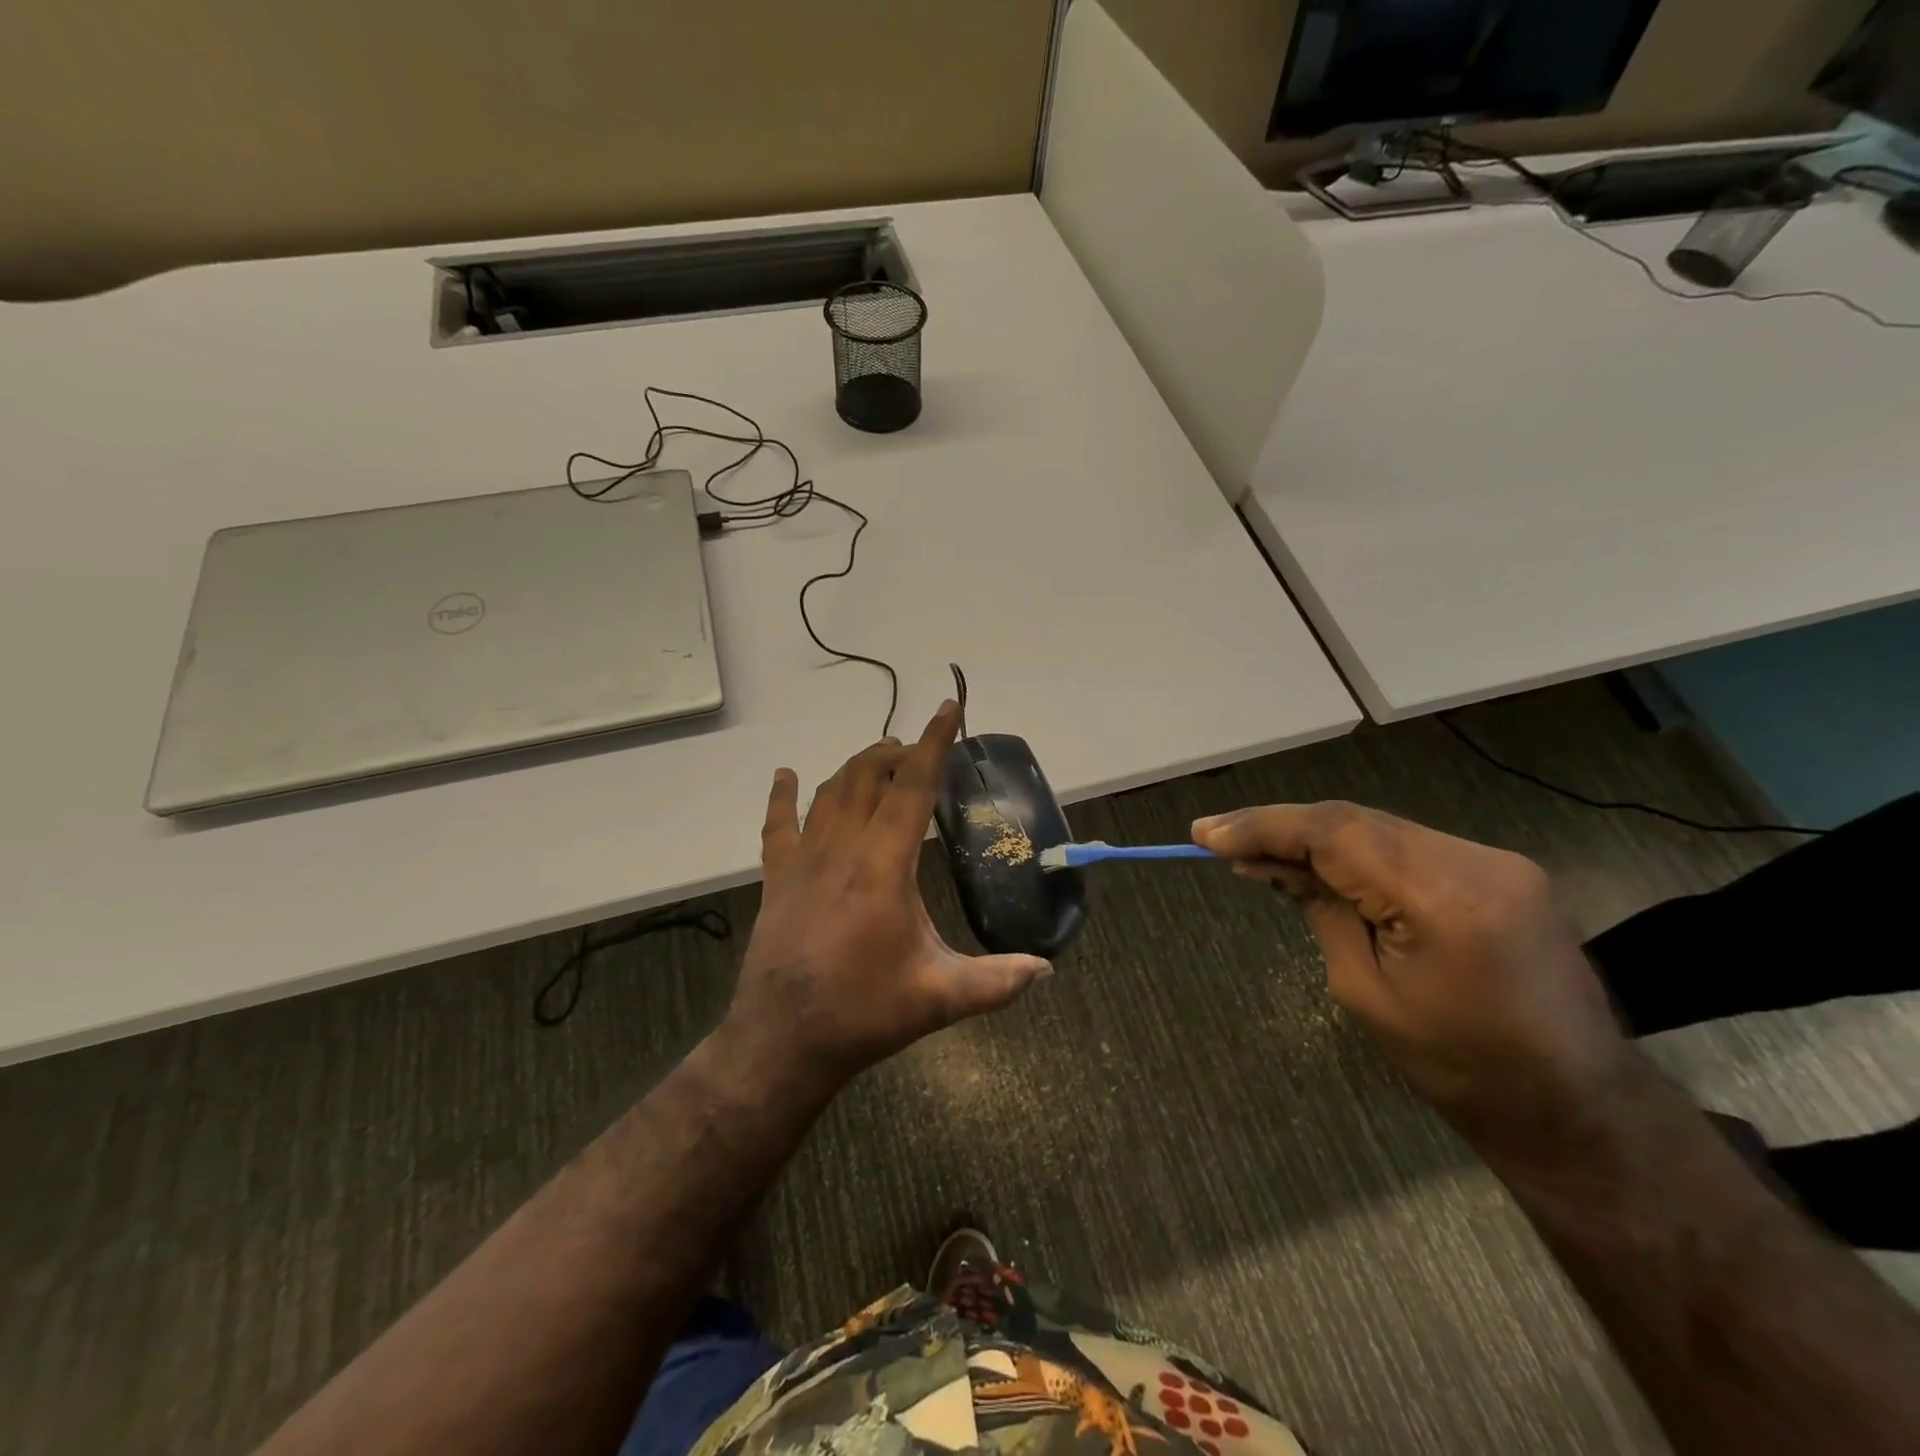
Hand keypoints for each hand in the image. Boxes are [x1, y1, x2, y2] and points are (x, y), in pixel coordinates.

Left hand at [720, 701, 1051, 1093]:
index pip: (913, 786)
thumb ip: (996, 981)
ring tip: (880, 756)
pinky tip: (786, 775)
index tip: (948, 708)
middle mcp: (841, 848)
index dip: (934, 743)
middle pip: (867, 777)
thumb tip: (1046, 970)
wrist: (782, 1041)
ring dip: (856, 767)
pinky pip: (778, 824)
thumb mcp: (939, 998)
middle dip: (896, 752)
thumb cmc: (863, 1013)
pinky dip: (784, 796)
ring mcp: (802, 860)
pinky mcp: (777, 878)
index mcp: (883, 865)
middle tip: (919, 749)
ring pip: (829, 792)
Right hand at [1193, 802, 1630, 1153]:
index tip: (1205, 834)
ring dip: (1314, 836)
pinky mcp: (1499, 868)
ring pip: (1376, 826)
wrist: (1574, 1102)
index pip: (1334, 834)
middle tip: (1219, 840)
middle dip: (1280, 827)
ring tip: (1257, 853)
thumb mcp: (1364, 990)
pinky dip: (1354, 849)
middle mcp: (1475, 861)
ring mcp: (1495, 859)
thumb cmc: (1457, 1066)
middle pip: (1353, 819)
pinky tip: (1318, 863)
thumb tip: (1267, 863)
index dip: (1263, 826)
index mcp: (1444, 899)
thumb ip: (1319, 908)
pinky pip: (1406, 843)